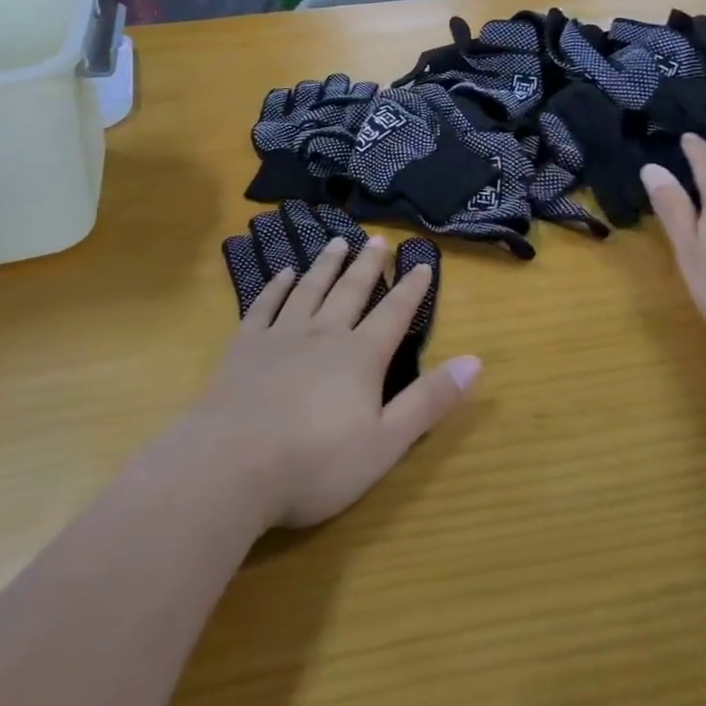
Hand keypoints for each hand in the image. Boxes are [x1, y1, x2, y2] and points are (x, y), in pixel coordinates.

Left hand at [185, 237, 479, 530]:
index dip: (411, 289)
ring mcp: (280, 336)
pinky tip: (283, 273)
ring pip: (310, 289)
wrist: (230, 465)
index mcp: (360, 357)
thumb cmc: (315, 463)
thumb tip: (475, 361)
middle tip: (378, 239)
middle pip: (351, 291)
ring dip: (326, 265)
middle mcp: (323, 334)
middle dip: (368, 265)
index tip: (422, 262)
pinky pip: (265, 304)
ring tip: (338, 243)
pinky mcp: (244, 346)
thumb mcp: (385, 443)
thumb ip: (429, 401)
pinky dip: (277, 286)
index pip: (394, 314)